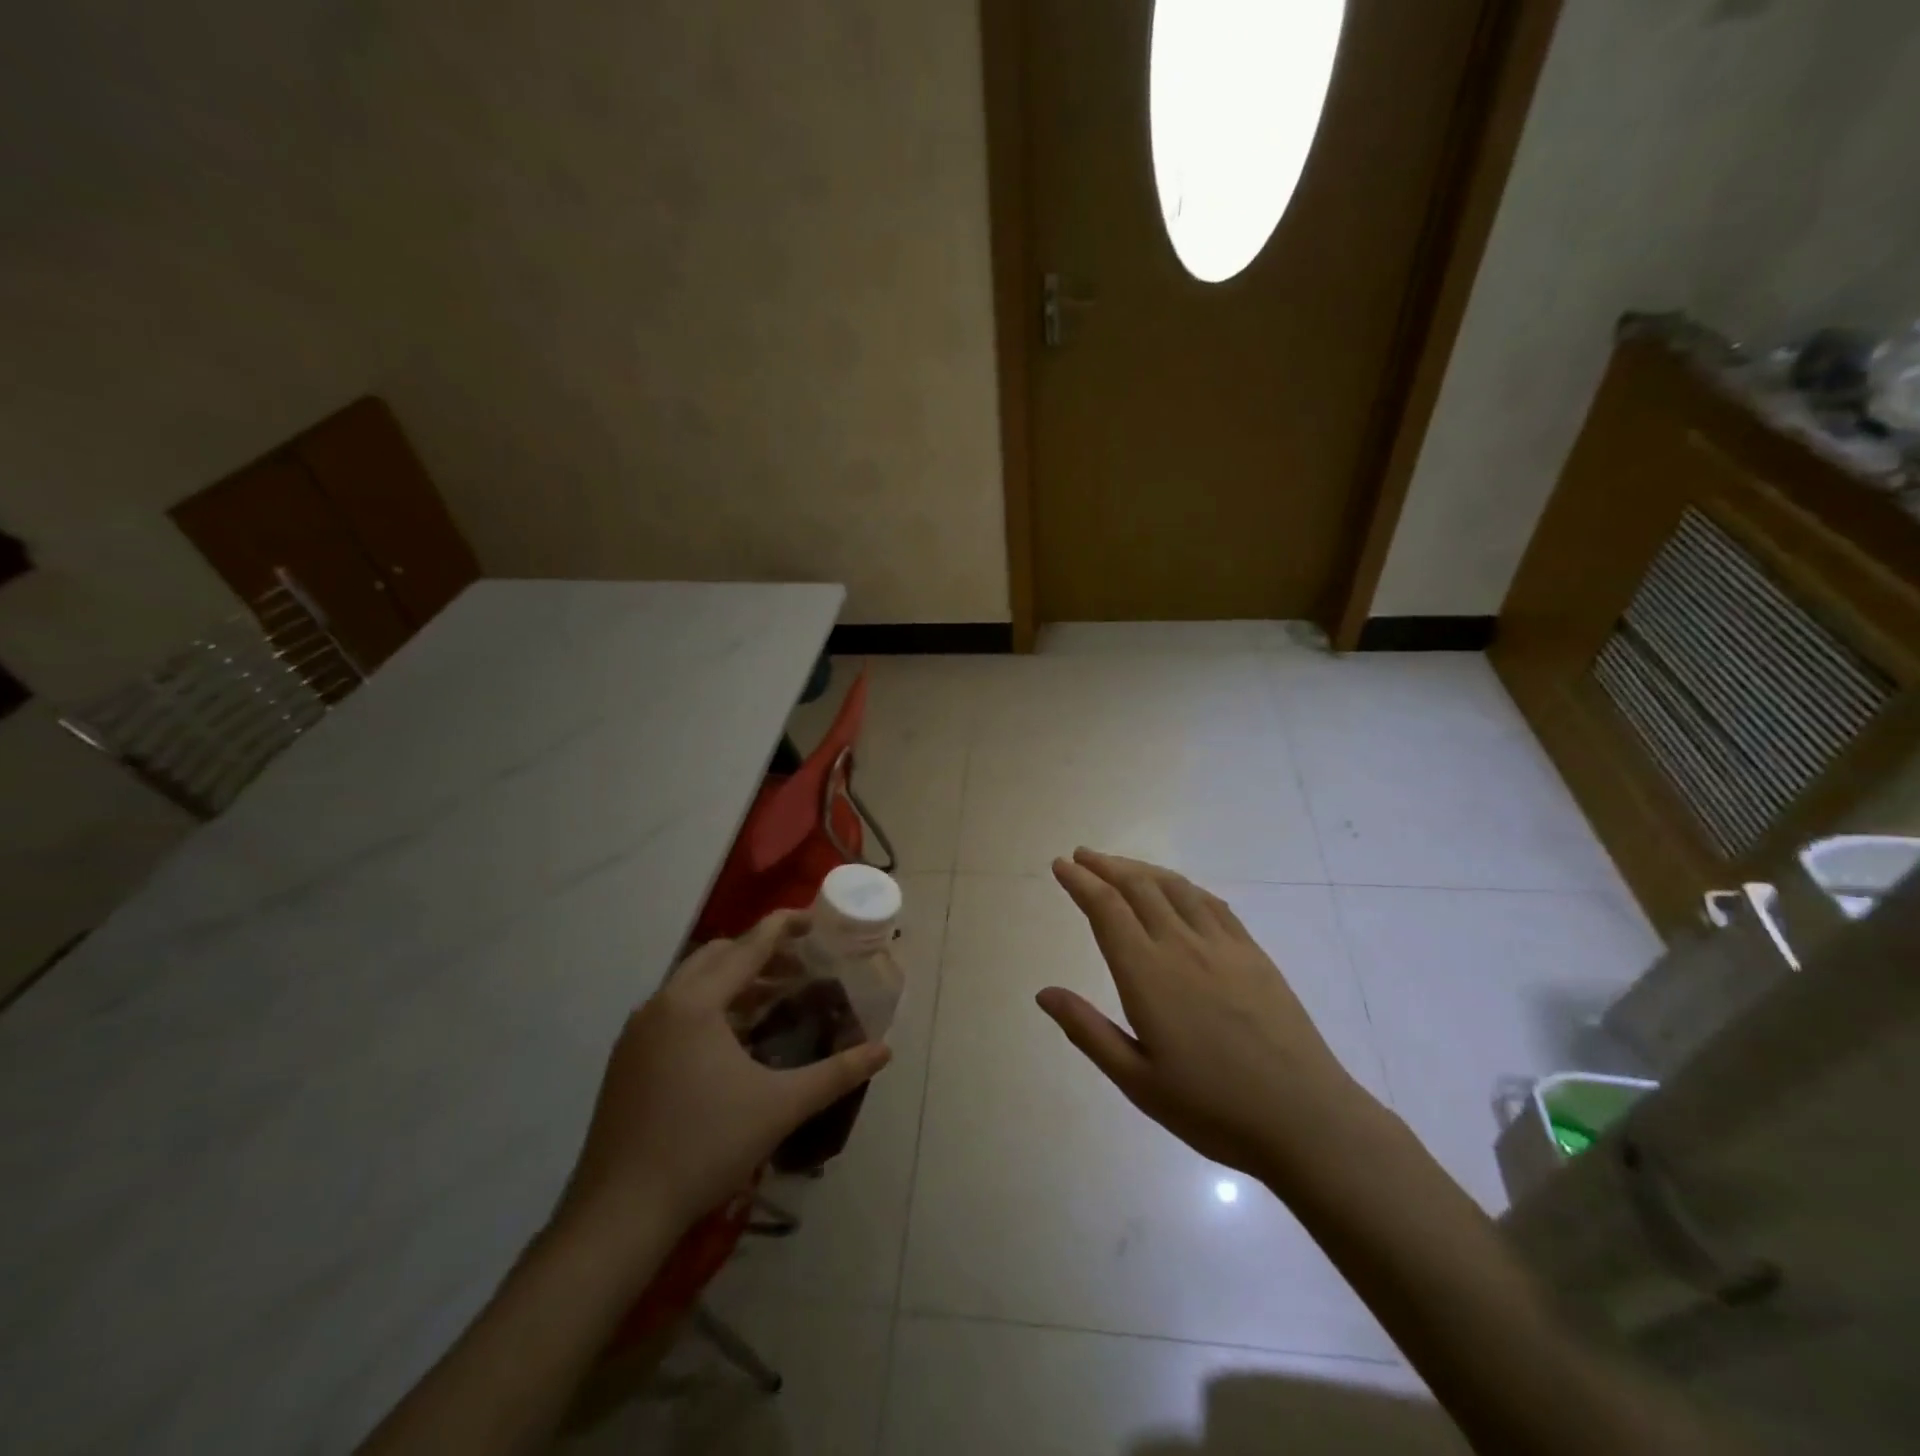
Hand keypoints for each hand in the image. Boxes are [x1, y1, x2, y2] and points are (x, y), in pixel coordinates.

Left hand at [555, 912, 891, 1253]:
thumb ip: (836, 1073)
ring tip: (771, 999)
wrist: (619, 1214)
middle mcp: (661, 1004)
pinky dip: (707, 1006)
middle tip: (798, 966)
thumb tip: (885, 1050)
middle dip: (759, 952)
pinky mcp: (626, 1060)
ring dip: (732, 980)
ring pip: (691, 983)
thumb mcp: (780, 1106)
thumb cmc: (705, 1147)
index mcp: (695, 1003)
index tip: (812, 917)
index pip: (748, 946)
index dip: (782, 927)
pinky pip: (673, 1010)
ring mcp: (637, 1032)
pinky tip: (731, 1040)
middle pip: (716, 955)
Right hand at [1038, 849, 1383, 1188]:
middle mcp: (1182, 946)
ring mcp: (1222, 945)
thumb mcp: (1137, 1081)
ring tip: (1120, 865)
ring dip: (1142, 869)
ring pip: (1175, 887)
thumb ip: (1088, 1031)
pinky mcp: (1253, 954)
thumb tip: (1043, 993)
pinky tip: (1177, 890)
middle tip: (1081, 856)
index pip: (1106, 909)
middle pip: (1138, 887)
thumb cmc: (1212, 1108)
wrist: (1305, 1120)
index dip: (1080, 882)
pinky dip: (1183, 886)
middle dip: (1105, 866)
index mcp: (1147, 975)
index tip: (1061, 866)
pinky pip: (1212, 904)